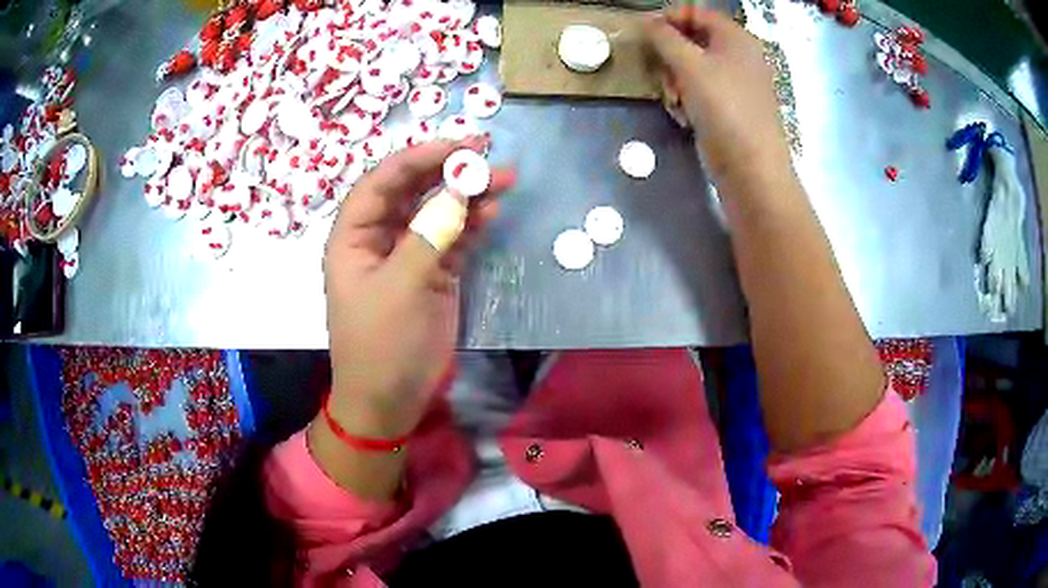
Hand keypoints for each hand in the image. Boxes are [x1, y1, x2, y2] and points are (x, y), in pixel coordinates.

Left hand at [323, 137, 514, 438]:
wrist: (390, 400)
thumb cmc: (382, 345)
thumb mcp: (401, 288)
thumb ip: (429, 236)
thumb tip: (460, 191)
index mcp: (353, 237)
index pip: (381, 183)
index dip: (416, 159)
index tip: (456, 145)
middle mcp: (378, 239)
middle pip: (411, 191)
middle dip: (446, 170)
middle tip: (484, 153)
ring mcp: (407, 255)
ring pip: (435, 212)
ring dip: (466, 195)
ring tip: (502, 179)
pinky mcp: (432, 273)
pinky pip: (452, 237)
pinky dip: (472, 224)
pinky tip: (492, 211)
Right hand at [644, 9, 791, 186]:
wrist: (750, 168)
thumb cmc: (724, 108)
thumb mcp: (689, 65)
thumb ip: (664, 37)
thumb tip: (646, 20)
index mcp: (736, 38)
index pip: (696, 12)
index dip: (668, 18)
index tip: (645, 34)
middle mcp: (739, 56)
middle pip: (693, 40)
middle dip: (670, 56)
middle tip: (661, 72)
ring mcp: (736, 84)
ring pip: (693, 68)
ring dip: (675, 80)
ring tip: (674, 99)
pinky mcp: (730, 108)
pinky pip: (700, 91)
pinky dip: (687, 99)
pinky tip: (684, 115)